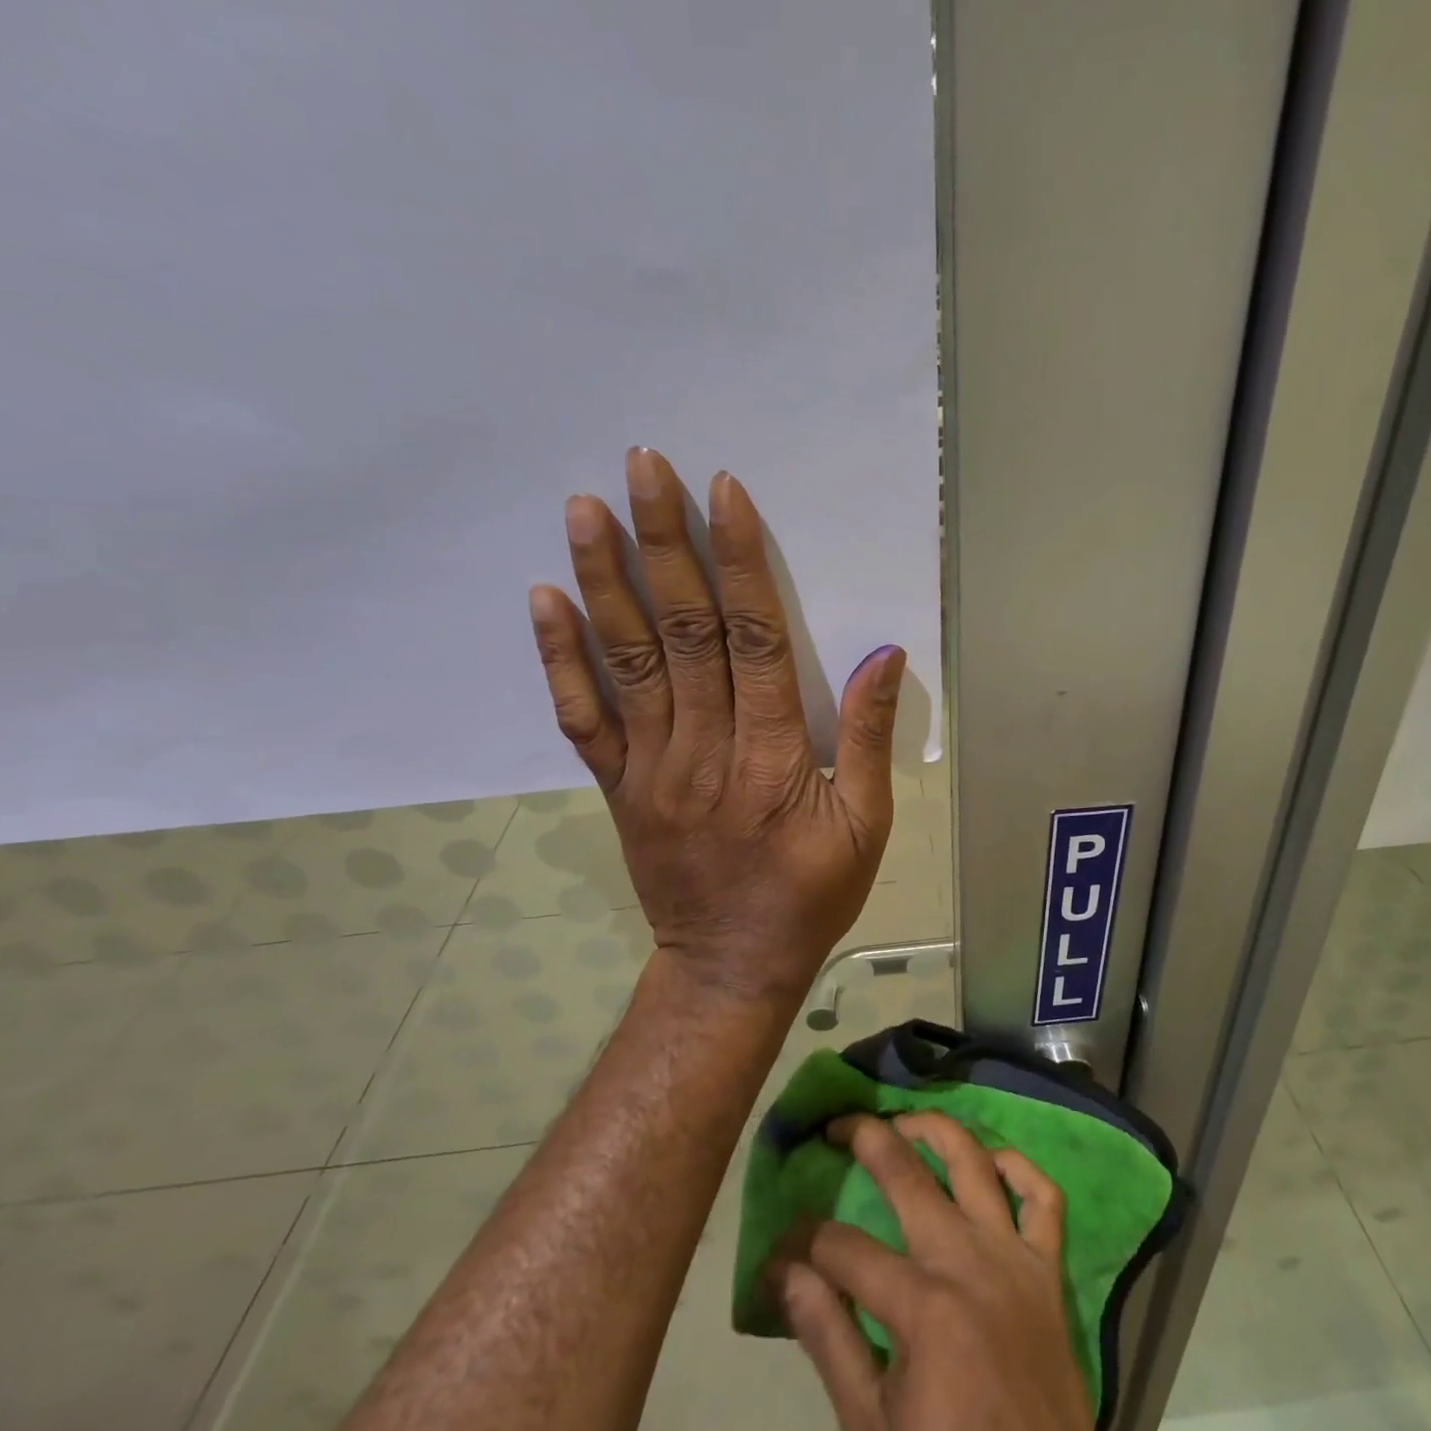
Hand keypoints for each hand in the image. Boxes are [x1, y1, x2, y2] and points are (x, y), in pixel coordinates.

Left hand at [527, 446, 904, 996]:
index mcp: (774, 756)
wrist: (731, 965)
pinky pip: (584, 718)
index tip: (722, 494)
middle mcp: (706, 749)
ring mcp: (652, 767)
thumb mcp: (867, 826)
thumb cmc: (811, 894)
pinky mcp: (619, 787)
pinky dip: (560, 658)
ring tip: (585, 507)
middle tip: (643, 466)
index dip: (739, 562)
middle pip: (684, 631)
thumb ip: (870, 739)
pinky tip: (545, 599)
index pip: (754, 640)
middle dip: (664, 543)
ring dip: (605, 580)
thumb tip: (884, 655)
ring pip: (627, 661)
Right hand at [772, 1112, 1098, 1430]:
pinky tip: (992, 1161)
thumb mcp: (870, 1428)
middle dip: (865, 1139)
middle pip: (908, 1174)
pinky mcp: (1050, 1272)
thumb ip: (828, 1341)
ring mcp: (1015, 1259)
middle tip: (836, 1125)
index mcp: (922, 1307)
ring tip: (904, 1120)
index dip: (803, 1242)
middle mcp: (969, 1261)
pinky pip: (1044, 1200)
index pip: (843, 1248)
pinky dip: (1020, 1169)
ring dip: (937, 1130)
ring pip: (975, 1163)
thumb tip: (783, 1273)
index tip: (780, 1247)